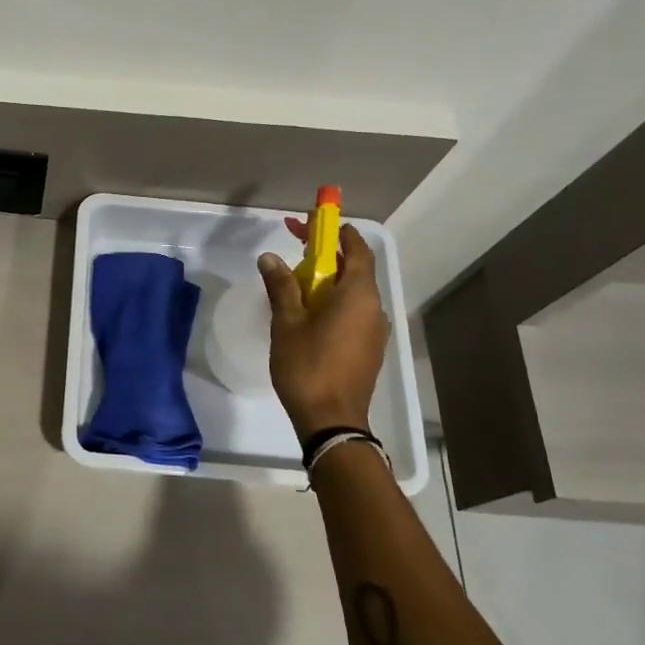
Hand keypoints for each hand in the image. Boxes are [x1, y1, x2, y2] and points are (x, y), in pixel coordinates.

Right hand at [258, 223, 391, 440]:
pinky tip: (308, 312)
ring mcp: (374, 331)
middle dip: (326, 254)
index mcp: (358, 295)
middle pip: (354, 269)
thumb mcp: (287, 323)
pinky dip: (333, 301)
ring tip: (295, 281)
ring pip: (353, 293)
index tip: (314, 222)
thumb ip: (282, 286)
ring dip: (328, 280)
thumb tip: (270, 257)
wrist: (332, 422)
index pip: (357, 249)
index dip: (336, 232)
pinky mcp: (368, 349)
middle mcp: (374, 308)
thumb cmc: (308, 367)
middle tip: (296, 245)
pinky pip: (353, 312)